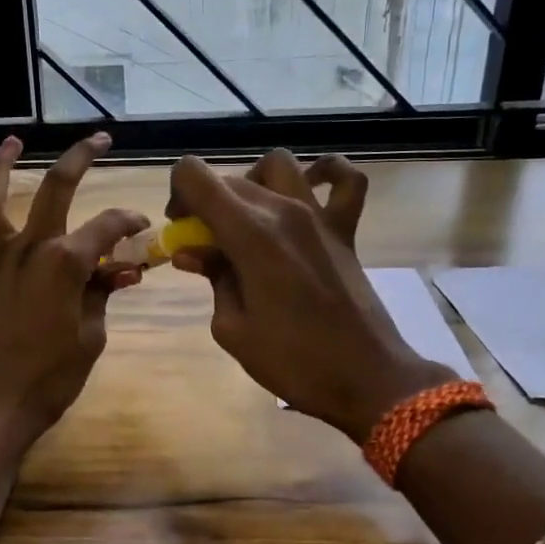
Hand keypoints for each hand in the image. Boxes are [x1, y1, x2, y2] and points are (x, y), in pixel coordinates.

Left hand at [0, 133, 149, 445]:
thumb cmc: (53, 375)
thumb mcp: (92, 334)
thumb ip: (102, 294)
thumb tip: (121, 272)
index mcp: (66, 262)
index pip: (107, 227)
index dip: (129, 222)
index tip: (142, 227)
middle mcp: (30, 250)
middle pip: (54, 190)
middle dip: (79, 159)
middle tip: (97, 140)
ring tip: (11, 144)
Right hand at [168, 149, 451, 439]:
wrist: (366, 378)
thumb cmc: (292, 361)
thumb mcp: (232, 329)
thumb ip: (212, 279)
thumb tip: (194, 253)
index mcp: (249, 234)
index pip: (195, 177)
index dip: (177, 195)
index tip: (181, 230)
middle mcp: (284, 210)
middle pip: (230, 179)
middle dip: (205, 202)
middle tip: (203, 244)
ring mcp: (319, 216)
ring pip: (277, 165)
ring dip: (252, 182)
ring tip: (247, 216)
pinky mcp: (346, 230)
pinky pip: (346, 181)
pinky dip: (326, 174)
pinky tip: (310, 188)